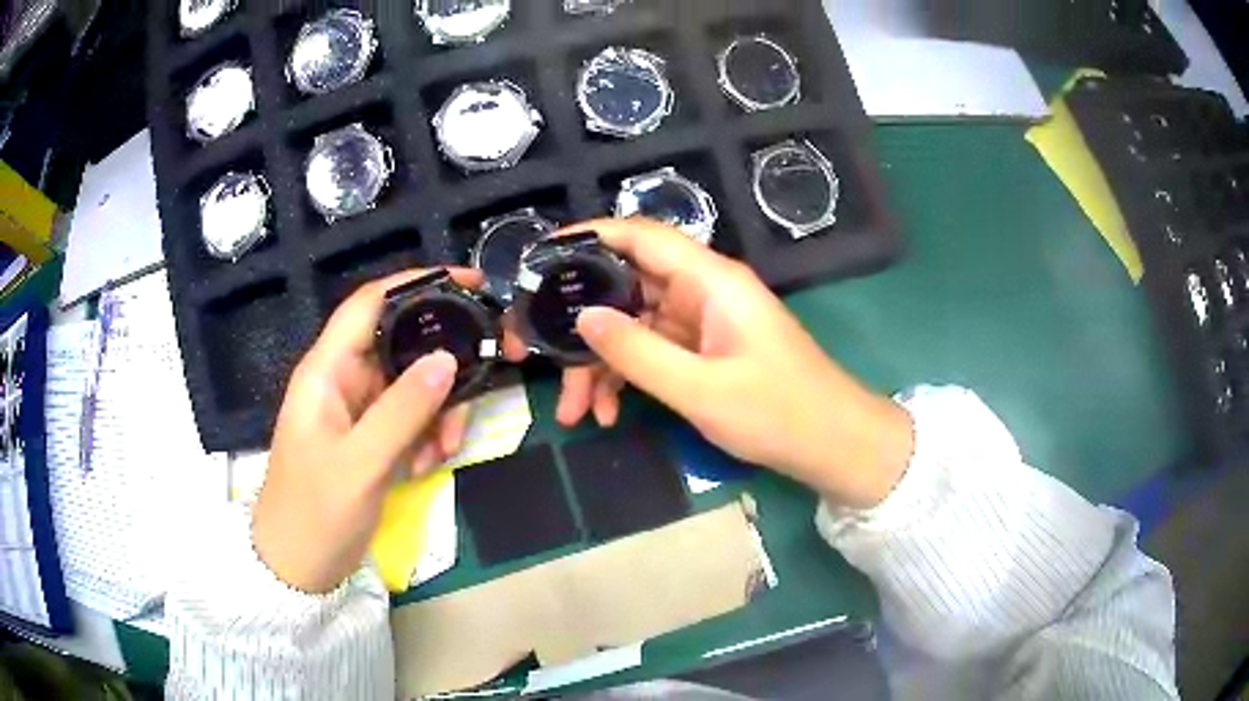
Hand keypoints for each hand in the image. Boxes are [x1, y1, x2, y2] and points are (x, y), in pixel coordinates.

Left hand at [253, 269, 480, 593]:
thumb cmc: (315, 512)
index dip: (417, 283)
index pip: (371, 303)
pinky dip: (428, 435)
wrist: (298, 567)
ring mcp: (358, 410)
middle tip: (485, 377)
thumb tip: (448, 357)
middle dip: (442, 362)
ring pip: (413, 384)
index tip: (470, 284)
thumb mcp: (361, 463)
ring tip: (445, 448)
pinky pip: (410, 419)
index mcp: (327, 369)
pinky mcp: (371, 438)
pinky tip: (428, 464)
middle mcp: (343, 379)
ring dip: (439, 410)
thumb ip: (403, 409)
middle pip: (402, 343)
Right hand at [532, 219, 914, 508]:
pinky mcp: (703, 350)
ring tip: (573, 411)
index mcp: (710, 280)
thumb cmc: (777, 413)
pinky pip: (651, 352)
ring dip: (599, 365)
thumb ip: (637, 353)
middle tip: (533, 352)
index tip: (539, 259)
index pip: (640, 235)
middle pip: (625, 287)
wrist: (832, 445)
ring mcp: (702, 322)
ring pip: (632, 326)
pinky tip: (608, 413)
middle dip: (580, 324)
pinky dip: (626, 378)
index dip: (588, 237)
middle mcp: (702, 291)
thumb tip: (582, 317)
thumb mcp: (701, 389)